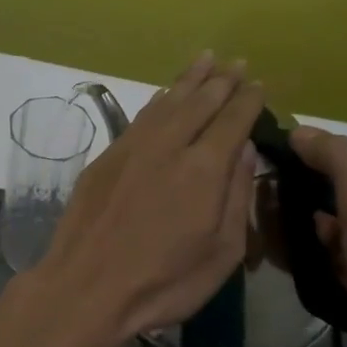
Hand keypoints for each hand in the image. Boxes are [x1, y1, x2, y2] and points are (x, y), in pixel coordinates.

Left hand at [34, 54, 264, 346]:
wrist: (86, 287)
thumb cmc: (163, 282)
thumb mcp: (221, 253)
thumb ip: (236, 195)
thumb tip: (245, 149)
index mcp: (203, 169)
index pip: (232, 121)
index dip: (248, 100)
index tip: (260, 83)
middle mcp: (168, 146)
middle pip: (200, 102)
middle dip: (222, 80)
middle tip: (237, 62)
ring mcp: (133, 148)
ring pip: (167, 102)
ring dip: (188, 79)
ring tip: (205, 59)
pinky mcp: (106, 158)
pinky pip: (140, 117)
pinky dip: (157, 101)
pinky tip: (165, 95)